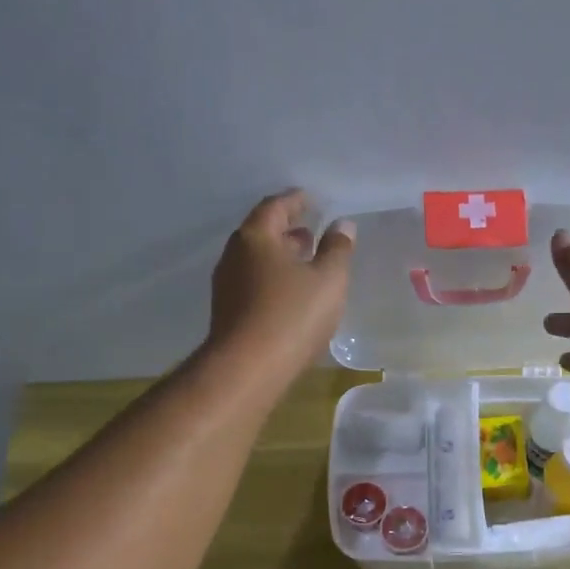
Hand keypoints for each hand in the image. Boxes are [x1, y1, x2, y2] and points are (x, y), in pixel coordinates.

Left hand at [207, 189, 355, 377]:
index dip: (296, 201)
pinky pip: (253, 283)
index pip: (275, 206)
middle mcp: (235, 255)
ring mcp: (227, 285)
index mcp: (256, 237)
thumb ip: (337, 249)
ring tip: (305, 263)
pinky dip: (273, 278)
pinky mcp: (228, 312)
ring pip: (257, 260)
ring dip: (280, 256)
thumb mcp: (328, 280)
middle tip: (311, 232)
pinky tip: (290, 293)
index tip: (312, 200)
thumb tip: (342, 225)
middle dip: (287, 230)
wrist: (248, 368)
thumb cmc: (292, 315)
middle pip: (262, 232)